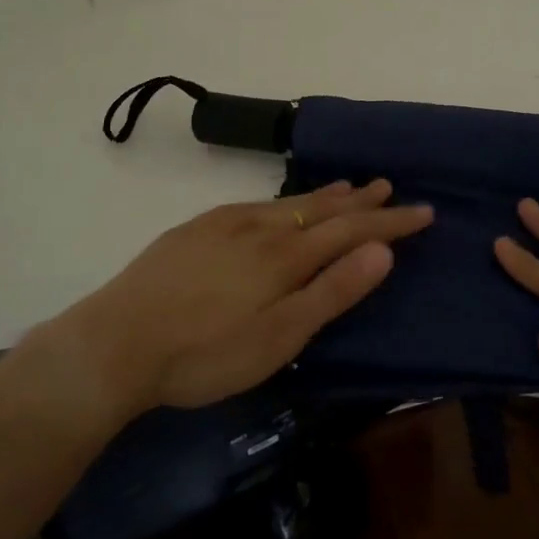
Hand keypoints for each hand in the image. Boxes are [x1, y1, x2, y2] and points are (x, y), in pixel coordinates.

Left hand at [48, 180, 432, 419]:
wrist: (115, 344)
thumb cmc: (205, 354)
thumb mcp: (279, 337)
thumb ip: (332, 291)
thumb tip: (382, 250)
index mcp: (286, 256)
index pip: (353, 230)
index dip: (391, 222)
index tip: (424, 211)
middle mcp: (261, 228)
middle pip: (322, 209)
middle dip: (360, 199)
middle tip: (388, 185)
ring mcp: (225, 224)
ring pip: (288, 203)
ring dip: (324, 196)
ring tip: (347, 186)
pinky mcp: (197, 229)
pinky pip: (256, 204)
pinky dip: (283, 200)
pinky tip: (278, 205)